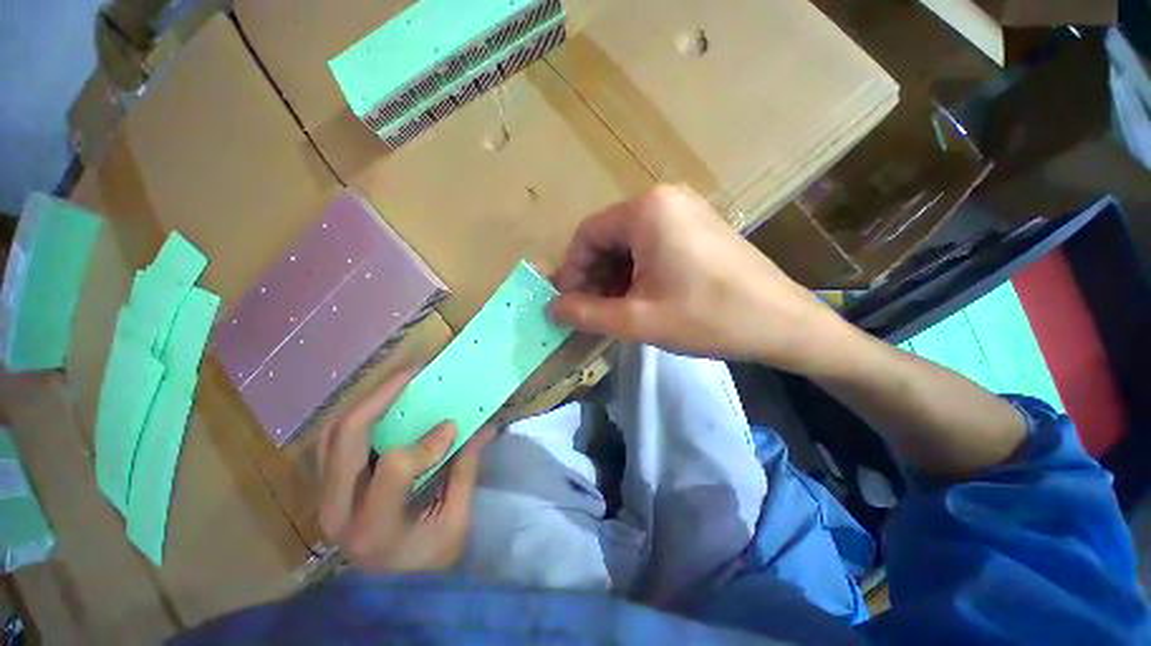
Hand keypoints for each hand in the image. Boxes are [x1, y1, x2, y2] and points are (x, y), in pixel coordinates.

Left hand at [316, 370, 492, 572]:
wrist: (387, 595)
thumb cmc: (426, 564)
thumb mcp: (456, 523)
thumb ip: (465, 472)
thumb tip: (483, 427)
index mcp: (374, 527)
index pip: (394, 467)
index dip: (427, 442)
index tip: (452, 427)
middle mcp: (337, 511)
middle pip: (346, 438)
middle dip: (380, 396)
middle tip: (413, 372)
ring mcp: (324, 499)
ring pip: (331, 435)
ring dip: (365, 402)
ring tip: (397, 382)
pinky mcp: (326, 491)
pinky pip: (332, 443)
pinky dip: (357, 418)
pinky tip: (382, 406)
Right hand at [550, 184, 844, 371]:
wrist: (783, 324)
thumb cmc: (707, 318)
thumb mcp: (637, 320)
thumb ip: (587, 313)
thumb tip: (552, 309)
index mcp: (646, 210)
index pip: (587, 235)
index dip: (572, 271)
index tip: (569, 303)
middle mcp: (664, 199)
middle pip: (609, 237)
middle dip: (594, 276)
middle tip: (591, 312)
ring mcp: (685, 211)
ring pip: (630, 244)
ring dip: (615, 277)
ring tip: (615, 310)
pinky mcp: (698, 227)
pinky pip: (653, 246)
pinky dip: (638, 272)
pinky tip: (640, 298)